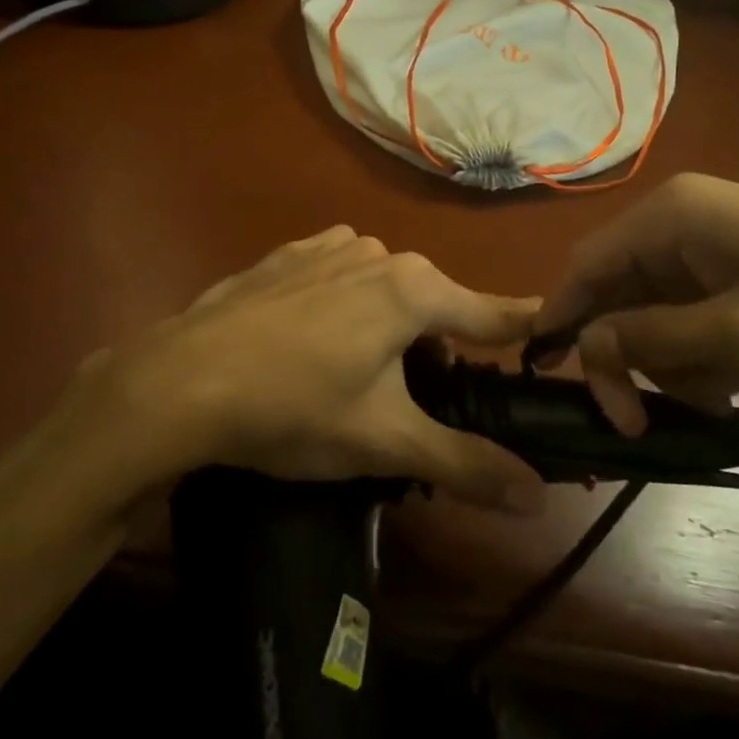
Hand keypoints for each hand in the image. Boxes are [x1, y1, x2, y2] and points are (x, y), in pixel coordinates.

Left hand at [87, 227, 547, 512]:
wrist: (180, 380)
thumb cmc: (294, 408)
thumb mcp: (384, 442)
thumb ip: (466, 462)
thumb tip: (536, 493)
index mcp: (414, 289)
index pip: (494, 312)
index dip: (528, 331)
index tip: (559, 339)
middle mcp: (379, 252)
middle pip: (434, 306)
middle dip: (438, 352)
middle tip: (414, 406)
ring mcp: (328, 246)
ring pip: (385, 291)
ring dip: (389, 331)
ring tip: (354, 383)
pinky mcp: (289, 254)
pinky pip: (339, 278)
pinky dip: (346, 308)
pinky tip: (311, 345)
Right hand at [533, 174, 738, 433]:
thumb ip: (654, 339)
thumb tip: (585, 345)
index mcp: (670, 217)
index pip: (587, 265)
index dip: (562, 317)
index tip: (551, 377)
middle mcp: (677, 223)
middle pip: (616, 293)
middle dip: (627, 355)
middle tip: (640, 421)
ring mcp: (706, 246)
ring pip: (650, 311)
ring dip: (667, 361)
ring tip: (715, 397)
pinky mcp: (732, 271)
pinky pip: (685, 314)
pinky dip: (695, 353)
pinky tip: (731, 381)